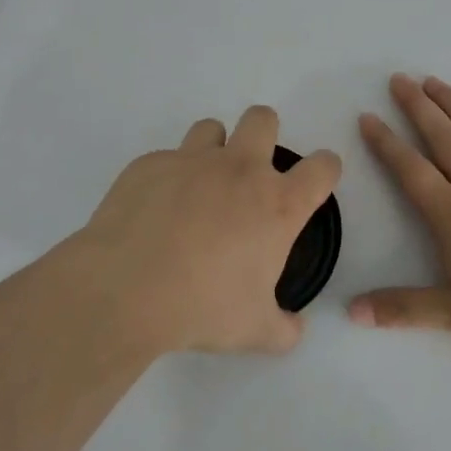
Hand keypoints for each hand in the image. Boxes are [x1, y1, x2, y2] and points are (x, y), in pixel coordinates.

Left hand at [72, 105, 341, 356]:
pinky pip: (166, 158)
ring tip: (199, 187)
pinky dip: (168, 177)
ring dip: (214, 150)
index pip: (322, 167)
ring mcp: (191, 160)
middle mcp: (239, 170)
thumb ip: (284, 329)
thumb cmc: (202, 307)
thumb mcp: (255, 331)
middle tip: (250, 174)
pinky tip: (154, 210)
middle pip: (264, 119)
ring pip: (212, 129)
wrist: (125, 290)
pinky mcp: (149, 164)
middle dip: (265, 135)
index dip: (325, 170)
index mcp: (277, 204)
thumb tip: (294, 329)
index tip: (314, 183)